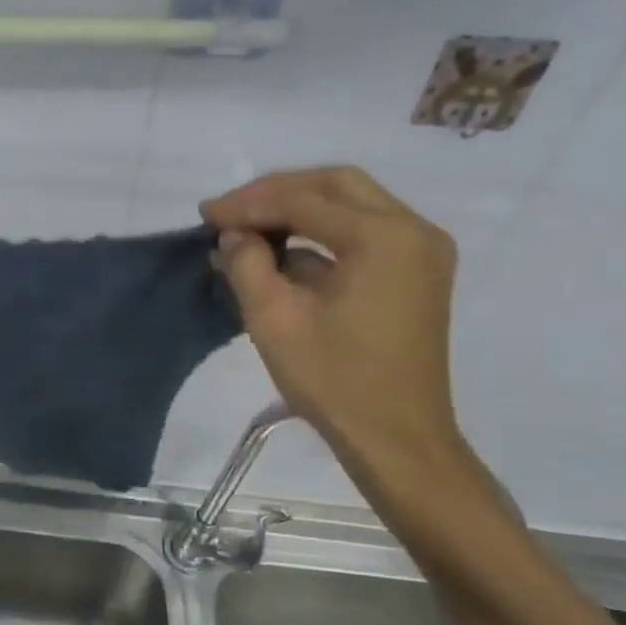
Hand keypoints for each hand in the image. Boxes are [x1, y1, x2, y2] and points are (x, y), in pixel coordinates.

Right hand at [202, 166, 464, 475]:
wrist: (397, 438)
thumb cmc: (335, 381)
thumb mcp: (274, 320)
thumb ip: (247, 264)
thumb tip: (234, 235)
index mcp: (383, 237)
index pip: (304, 200)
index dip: (248, 203)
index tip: (205, 214)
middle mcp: (413, 230)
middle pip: (334, 185)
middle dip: (275, 193)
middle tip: (228, 212)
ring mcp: (420, 250)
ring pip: (350, 204)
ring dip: (296, 209)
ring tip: (246, 228)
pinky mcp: (415, 272)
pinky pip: (362, 232)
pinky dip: (319, 234)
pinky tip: (279, 253)